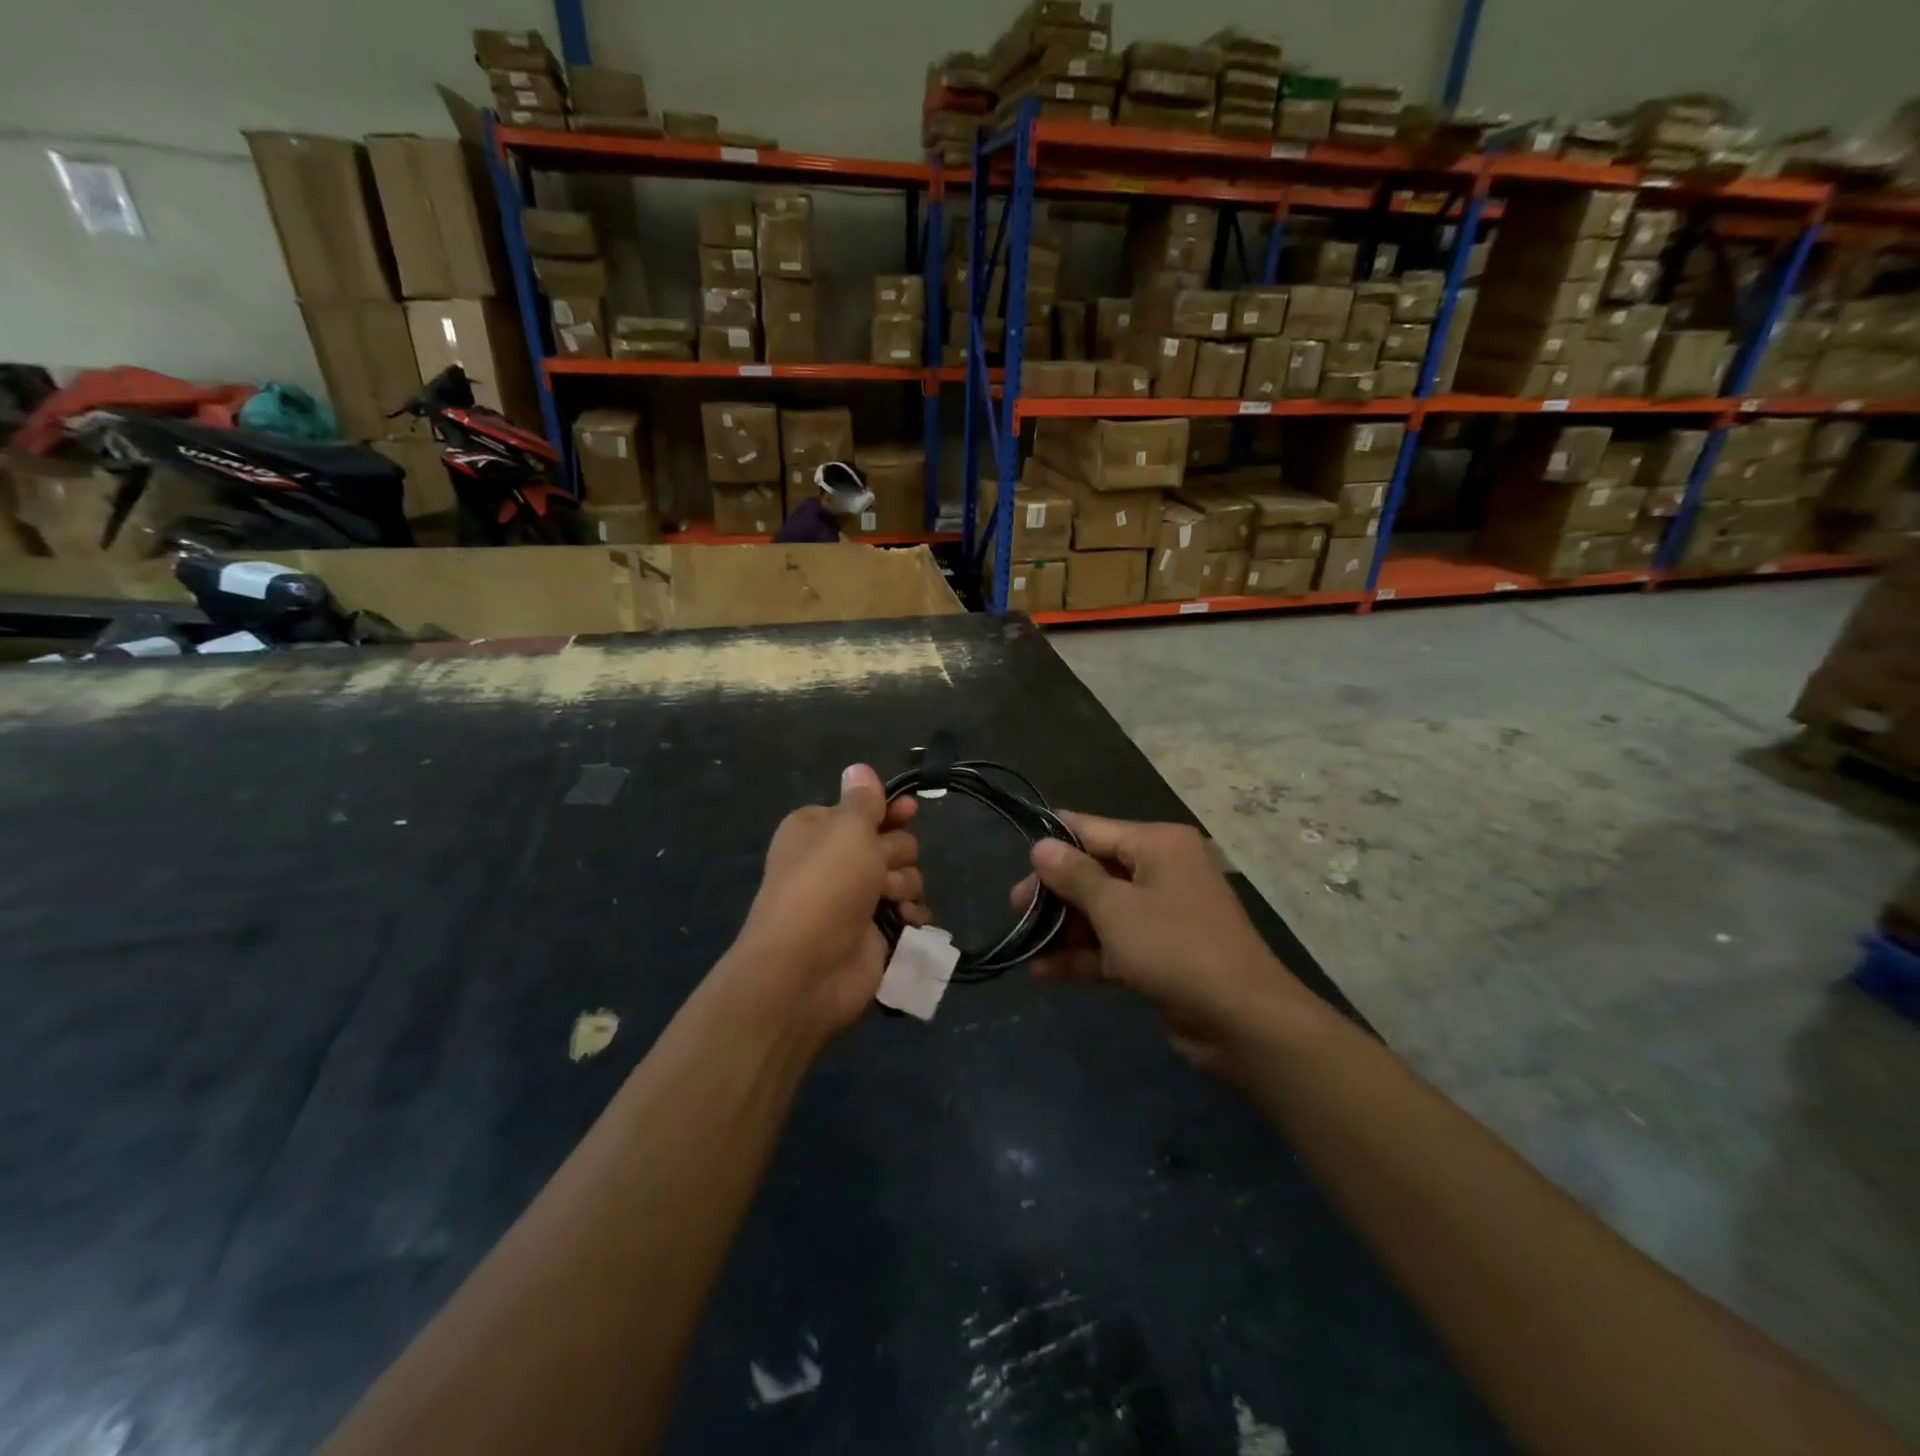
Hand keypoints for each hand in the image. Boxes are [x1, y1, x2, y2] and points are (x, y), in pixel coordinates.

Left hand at [728, 764, 930, 1041]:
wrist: (806, 969)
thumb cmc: (824, 886)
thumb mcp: (846, 829)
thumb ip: (863, 800)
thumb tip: (859, 768)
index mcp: (819, 830)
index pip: (864, 809)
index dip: (889, 810)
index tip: (909, 810)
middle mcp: (837, 861)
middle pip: (892, 842)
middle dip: (896, 854)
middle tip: (880, 869)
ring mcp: (857, 900)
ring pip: (906, 877)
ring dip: (905, 886)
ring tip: (889, 901)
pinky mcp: (875, 933)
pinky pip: (910, 912)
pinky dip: (912, 916)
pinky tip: (905, 922)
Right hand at [1011, 814, 1319, 1072]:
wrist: (1243, 1021)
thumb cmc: (1175, 948)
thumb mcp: (1116, 908)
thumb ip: (1074, 876)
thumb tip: (1041, 844)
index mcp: (1158, 845)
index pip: (1093, 830)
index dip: (1054, 844)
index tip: (1017, 862)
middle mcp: (1162, 871)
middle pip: (1095, 871)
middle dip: (1055, 892)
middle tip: (1016, 909)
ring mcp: (1163, 915)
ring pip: (1102, 911)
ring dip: (1065, 928)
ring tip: (1024, 944)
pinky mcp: (1161, 954)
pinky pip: (1114, 945)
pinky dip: (1083, 955)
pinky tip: (1043, 972)